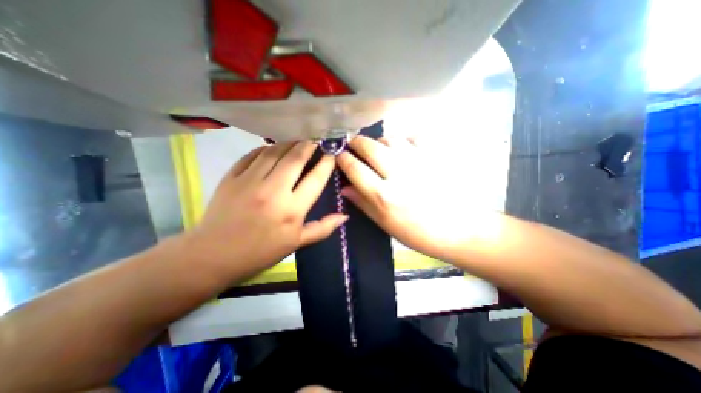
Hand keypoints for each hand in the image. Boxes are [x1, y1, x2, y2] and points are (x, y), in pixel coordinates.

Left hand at [187, 141, 345, 279]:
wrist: (214, 256)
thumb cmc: (261, 252)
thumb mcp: (296, 243)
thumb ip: (323, 228)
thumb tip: (345, 216)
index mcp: (292, 210)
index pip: (315, 179)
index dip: (327, 163)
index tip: (332, 153)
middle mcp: (274, 191)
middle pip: (296, 158)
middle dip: (309, 145)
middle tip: (316, 138)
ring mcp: (250, 181)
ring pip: (275, 152)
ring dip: (289, 143)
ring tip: (298, 139)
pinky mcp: (232, 177)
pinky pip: (253, 155)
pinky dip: (266, 148)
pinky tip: (272, 148)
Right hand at [335, 137, 491, 262]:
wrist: (459, 230)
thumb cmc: (418, 233)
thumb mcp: (385, 223)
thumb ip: (363, 203)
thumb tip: (344, 187)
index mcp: (384, 195)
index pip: (355, 168)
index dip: (343, 159)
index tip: (339, 155)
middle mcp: (398, 174)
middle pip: (370, 147)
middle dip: (357, 142)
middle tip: (354, 145)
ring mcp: (418, 162)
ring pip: (390, 138)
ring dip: (379, 140)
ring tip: (378, 148)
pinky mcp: (435, 157)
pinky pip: (414, 136)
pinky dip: (404, 139)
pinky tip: (403, 147)